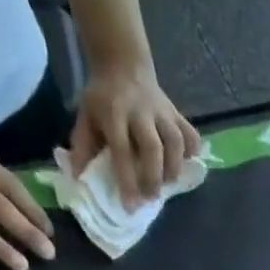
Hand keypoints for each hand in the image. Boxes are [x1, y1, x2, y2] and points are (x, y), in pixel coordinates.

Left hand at [70, 66, 201, 206]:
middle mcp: (141, 112)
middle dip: (154, 178)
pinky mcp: (177, 113)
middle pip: (153, 148)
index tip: (130, 206)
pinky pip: (191, 134)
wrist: (123, 63)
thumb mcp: (86, 116)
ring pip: (175, 142)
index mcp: (114, 114)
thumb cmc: (103, 98)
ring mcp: (162, 111)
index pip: (122, 150)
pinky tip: (184, 163)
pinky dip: (192, 153)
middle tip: (151, 197)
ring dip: (174, 169)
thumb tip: (78, 178)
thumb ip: (83, 146)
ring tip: (167, 183)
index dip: (127, 180)